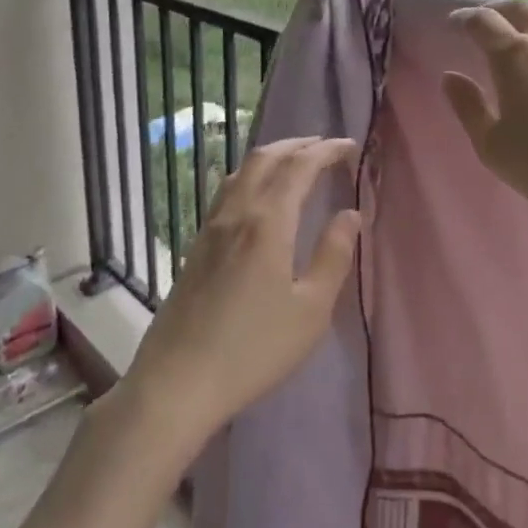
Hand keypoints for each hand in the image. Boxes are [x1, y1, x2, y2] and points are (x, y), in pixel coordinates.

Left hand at [121, 137, 359, 444]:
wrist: (176, 383)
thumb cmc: (253, 350)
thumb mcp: (310, 310)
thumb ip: (333, 256)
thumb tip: (351, 214)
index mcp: (267, 223)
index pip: (300, 167)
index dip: (327, 150)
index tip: (351, 147)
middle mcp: (236, 213)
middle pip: (265, 158)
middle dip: (299, 144)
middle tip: (326, 147)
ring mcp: (210, 228)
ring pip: (241, 171)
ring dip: (272, 156)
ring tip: (295, 162)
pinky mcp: (195, 246)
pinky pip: (227, 191)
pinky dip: (251, 176)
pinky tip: (258, 196)